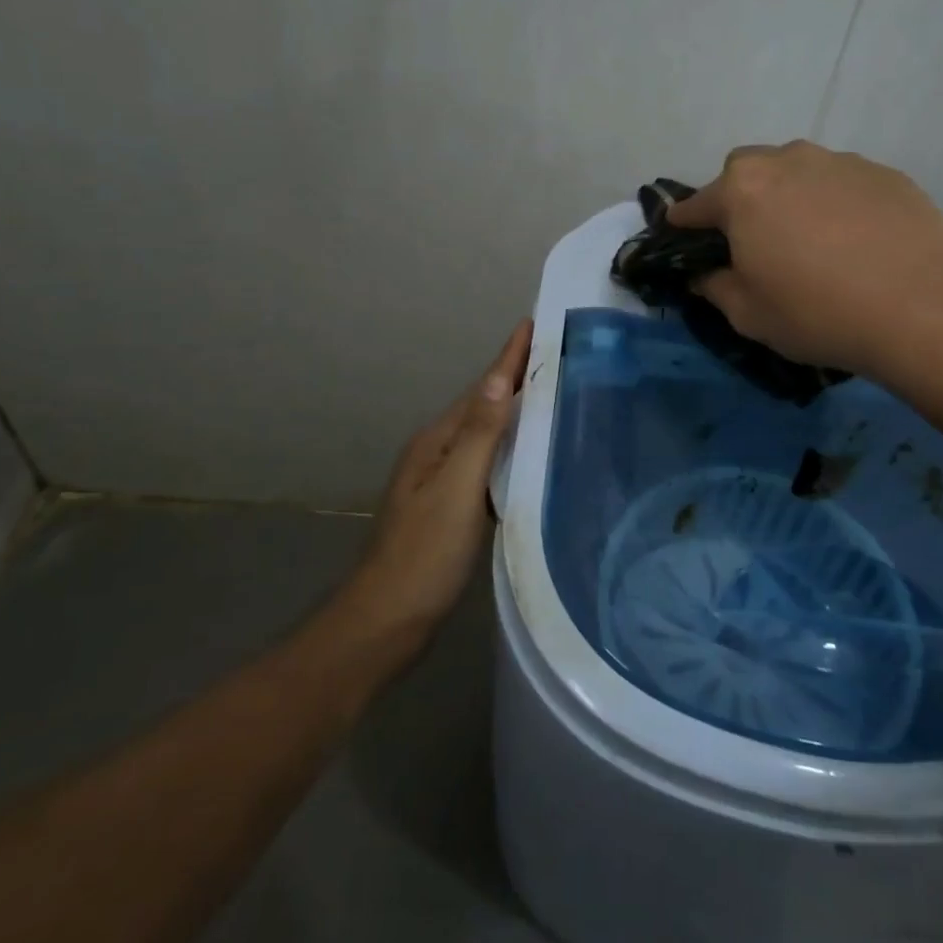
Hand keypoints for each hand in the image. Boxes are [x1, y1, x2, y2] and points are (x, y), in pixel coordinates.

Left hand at [344, 320, 532, 637]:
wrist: (387, 621)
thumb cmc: (424, 555)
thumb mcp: (456, 490)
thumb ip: (479, 435)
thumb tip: (499, 379)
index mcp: (438, 441)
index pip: (482, 388)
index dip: (508, 356)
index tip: (533, 321)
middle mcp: (438, 452)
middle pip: (484, 404)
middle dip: (515, 376)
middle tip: (556, 352)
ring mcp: (442, 480)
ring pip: (487, 433)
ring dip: (515, 410)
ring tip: (551, 392)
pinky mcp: (452, 506)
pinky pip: (488, 462)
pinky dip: (511, 448)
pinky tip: (531, 453)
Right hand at [669, 142, 942, 381]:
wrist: (923, 308)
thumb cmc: (818, 313)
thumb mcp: (748, 314)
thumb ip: (714, 287)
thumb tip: (704, 274)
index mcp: (742, 191)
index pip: (695, 204)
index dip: (684, 225)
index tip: (682, 240)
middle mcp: (786, 161)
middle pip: (745, 173)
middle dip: (739, 200)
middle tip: (754, 242)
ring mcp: (839, 161)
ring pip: (796, 171)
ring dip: (789, 198)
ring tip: (810, 241)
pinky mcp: (884, 173)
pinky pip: (841, 183)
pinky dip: (834, 204)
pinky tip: (854, 242)